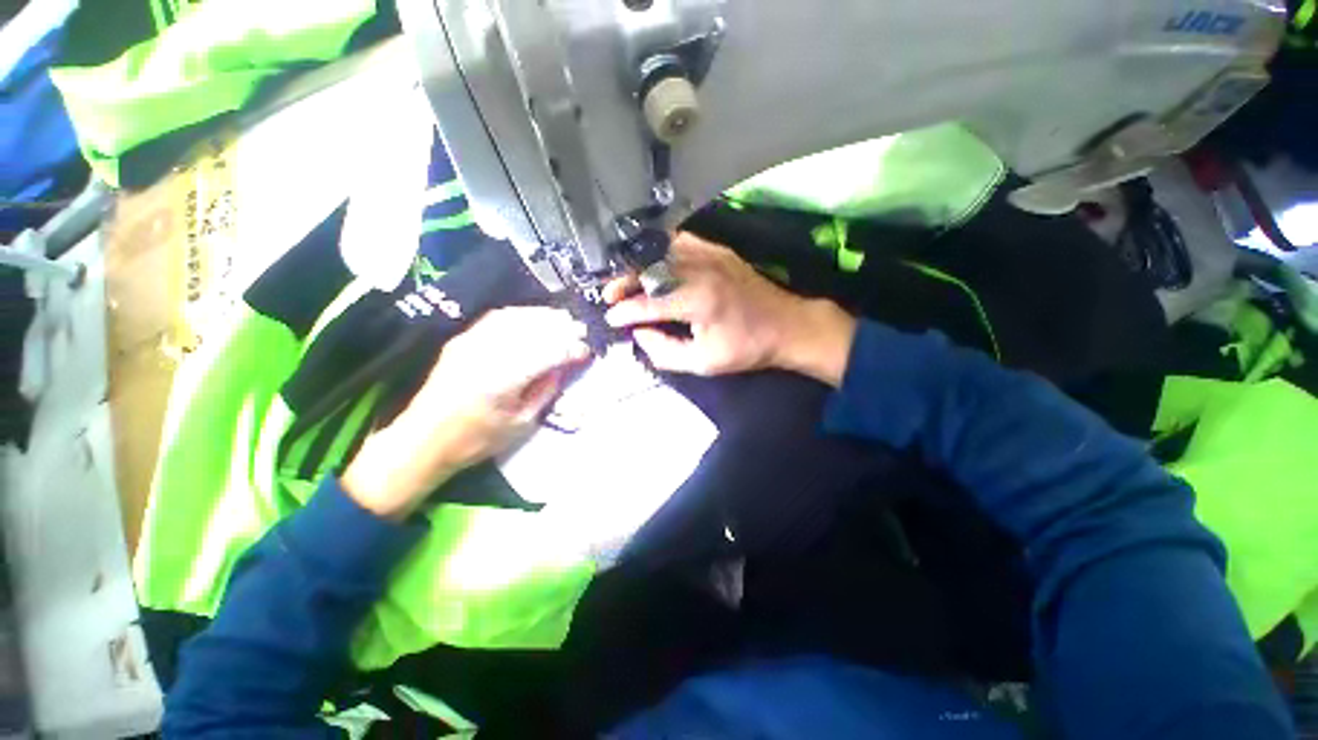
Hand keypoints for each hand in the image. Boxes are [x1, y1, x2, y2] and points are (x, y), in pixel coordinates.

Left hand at [342, 307, 590, 519]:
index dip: (570, 349)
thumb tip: (564, 365)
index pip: (546, 353)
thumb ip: (545, 390)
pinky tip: (533, 318)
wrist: (422, 440)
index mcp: (503, 380)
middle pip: (532, 330)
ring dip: (543, 316)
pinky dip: (520, 314)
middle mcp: (486, 354)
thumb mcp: (521, 423)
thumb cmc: (476, 440)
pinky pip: (496, 318)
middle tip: (581, 330)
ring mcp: (470, 343)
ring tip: (562, 319)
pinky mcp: (462, 339)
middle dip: (560, 327)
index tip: (586, 350)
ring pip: (515, 318)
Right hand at [604, 233, 856, 383]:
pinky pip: (679, 243)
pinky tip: (652, 264)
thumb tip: (640, 334)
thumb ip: (665, 352)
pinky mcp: (717, 250)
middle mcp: (700, 271)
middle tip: (610, 295)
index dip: (624, 312)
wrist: (787, 325)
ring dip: (638, 266)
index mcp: (697, 301)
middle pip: (648, 269)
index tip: (610, 320)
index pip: (648, 304)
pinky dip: (660, 252)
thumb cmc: (746, 348)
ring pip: (660, 252)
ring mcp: (710, 255)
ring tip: (626, 280)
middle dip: (623, 282)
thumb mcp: (704, 363)